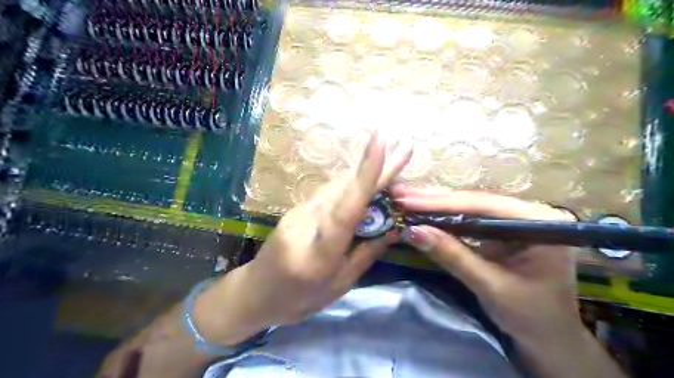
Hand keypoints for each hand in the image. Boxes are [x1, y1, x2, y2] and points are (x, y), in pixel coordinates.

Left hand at [198, 132, 413, 345]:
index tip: (380, 143)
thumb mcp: (338, 286)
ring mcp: (297, 213)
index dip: (365, 175)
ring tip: (391, 168)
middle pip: (345, 189)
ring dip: (365, 176)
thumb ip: (366, 254)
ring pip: (337, 187)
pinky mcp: (296, 208)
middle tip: (403, 151)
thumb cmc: (298, 300)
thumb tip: (394, 228)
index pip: (346, 209)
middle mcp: (306, 224)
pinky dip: (350, 187)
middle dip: (376, 169)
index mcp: (320, 254)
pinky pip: (328, 192)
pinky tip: (365, 186)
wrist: (254, 293)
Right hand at [393, 186, 581, 341]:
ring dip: (435, 204)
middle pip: (475, 200)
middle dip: (435, 199)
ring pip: (469, 207)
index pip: (483, 205)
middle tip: (400, 194)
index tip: (408, 200)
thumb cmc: (531, 317)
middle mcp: (529, 213)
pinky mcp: (501, 230)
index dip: (442, 203)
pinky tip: (423, 210)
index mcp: (541, 222)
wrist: (549, 339)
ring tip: (405, 197)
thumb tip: (413, 231)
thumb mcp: (490, 286)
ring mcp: (514, 219)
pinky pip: (469, 218)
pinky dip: (443, 216)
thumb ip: (453, 256)